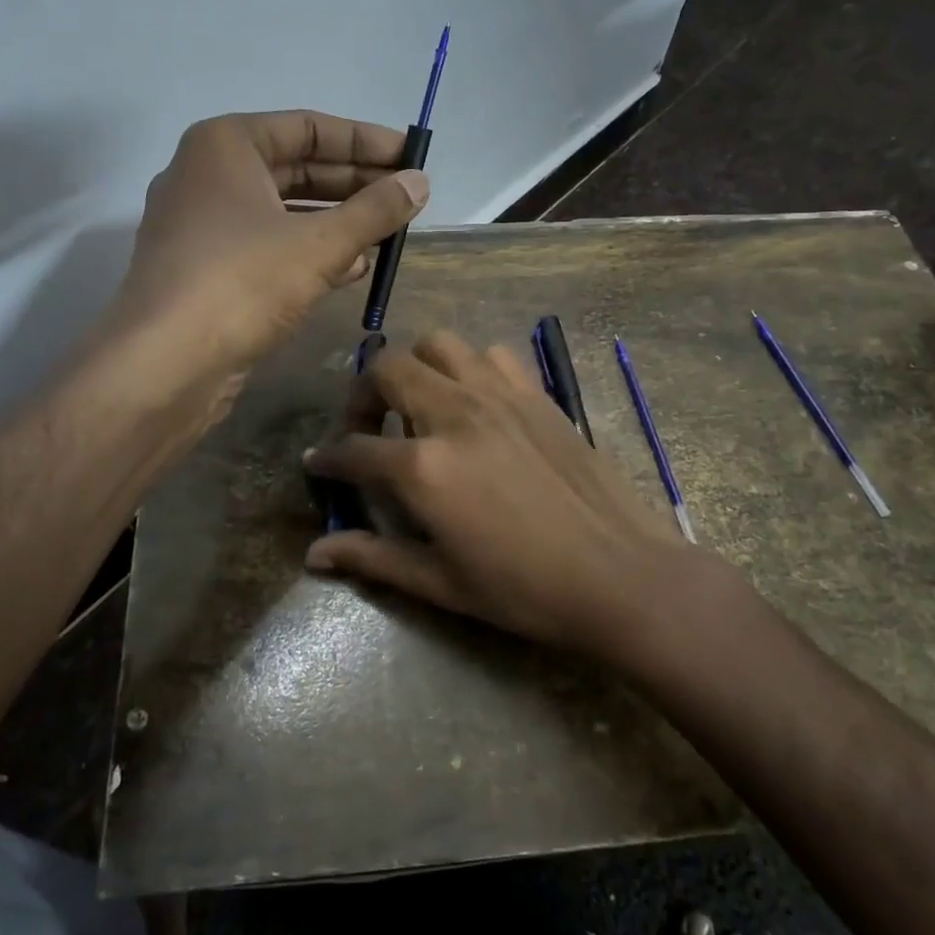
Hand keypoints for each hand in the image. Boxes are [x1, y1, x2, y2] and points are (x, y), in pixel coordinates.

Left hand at [112, 111, 428, 373]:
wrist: (165, 364)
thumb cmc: (242, 282)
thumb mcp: (320, 244)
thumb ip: (375, 210)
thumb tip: (421, 182)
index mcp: (226, 145)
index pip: (309, 128)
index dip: (366, 142)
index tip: (412, 157)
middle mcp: (209, 175)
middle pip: (297, 168)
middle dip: (356, 184)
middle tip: (408, 198)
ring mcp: (204, 225)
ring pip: (285, 211)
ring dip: (338, 222)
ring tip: (388, 235)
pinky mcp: (208, 270)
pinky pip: (269, 247)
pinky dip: (311, 253)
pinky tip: (353, 269)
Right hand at [302, 331, 742, 659]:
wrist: (619, 575)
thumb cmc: (524, 590)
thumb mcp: (440, 582)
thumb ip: (373, 557)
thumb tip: (315, 554)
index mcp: (423, 467)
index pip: (354, 449)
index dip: (328, 458)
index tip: (319, 464)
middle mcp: (455, 414)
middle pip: (386, 369)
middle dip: (362, 395)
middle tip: (367, 428)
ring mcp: (500, 395)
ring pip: (439, 344)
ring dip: (416, 368)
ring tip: (419, 406)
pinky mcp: (537, 394)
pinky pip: (492, 355)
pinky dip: (471, 368)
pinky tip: (476, 403)